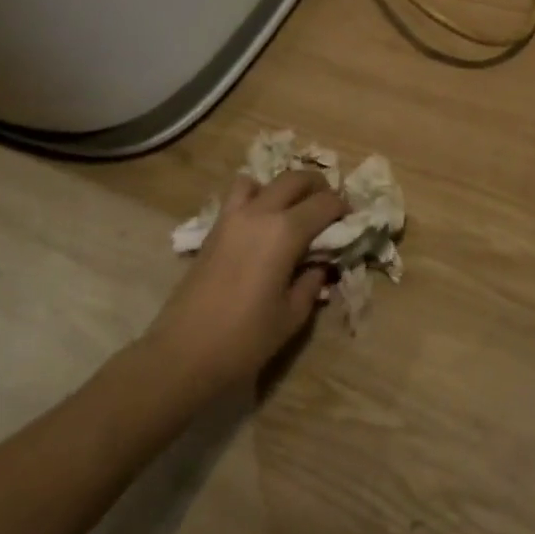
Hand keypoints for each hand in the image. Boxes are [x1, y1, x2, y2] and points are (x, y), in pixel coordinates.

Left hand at [148, 170, 346, 391]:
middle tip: (328, 207)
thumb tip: (320, 264)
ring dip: (283, 187)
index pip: (324, 203)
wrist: (184, 354)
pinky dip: (255, 196)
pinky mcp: (213, 229)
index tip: (351, 220)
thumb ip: (312, 281)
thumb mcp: (292, 315)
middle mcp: (260, 213)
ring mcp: (232, 217)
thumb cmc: (245, 338)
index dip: (342, 208)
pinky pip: (238, 196)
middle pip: (295, 179)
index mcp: (286, 232)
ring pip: (263, 180)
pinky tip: (262, 223)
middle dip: (318, 187)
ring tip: (292, 209)